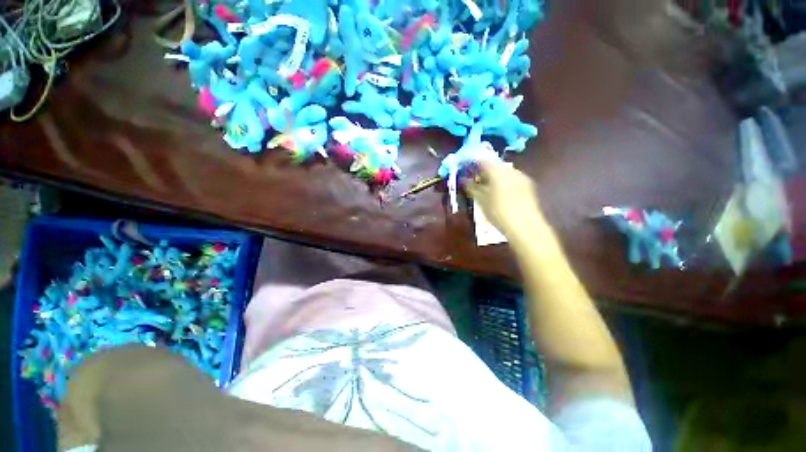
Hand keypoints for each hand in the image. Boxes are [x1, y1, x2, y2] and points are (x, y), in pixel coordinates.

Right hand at [465, 161, 547, 239]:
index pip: (482, 160)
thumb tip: (464, 180)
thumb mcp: (481, 201)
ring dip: (492, 176)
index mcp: (498, 171)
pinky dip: (501, 181)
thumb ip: (471, 188)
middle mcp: (510, 170)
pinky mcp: (528, 185)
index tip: (464, 169)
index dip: (472, 163)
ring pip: (503, 172)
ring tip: (484, 187)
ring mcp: (521, 177)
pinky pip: (511, 178)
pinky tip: (497, 192)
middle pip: (493, 165)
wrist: (526, 227)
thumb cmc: (499, 213)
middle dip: (482, 171)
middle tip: (473, 179)